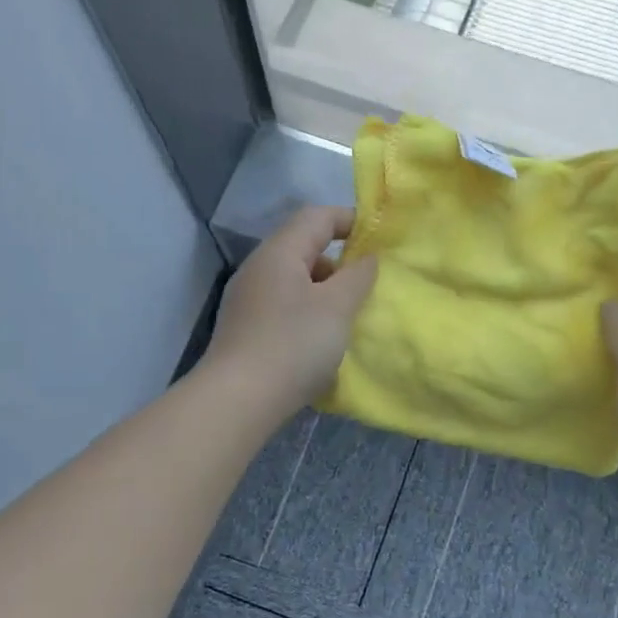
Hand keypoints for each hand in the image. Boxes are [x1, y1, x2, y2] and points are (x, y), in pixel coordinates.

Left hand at [205, 206, 378, 415]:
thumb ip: (358, 276)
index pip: (317, 217)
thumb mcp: (337, 307)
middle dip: (339, 261)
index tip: (380, 241)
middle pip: (304, 247)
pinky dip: (308, 312)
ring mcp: (248, 300)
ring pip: (295, 280)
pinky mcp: (245, 329)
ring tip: (348, 316)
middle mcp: (259, 269)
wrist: (238, 401)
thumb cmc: (293, 345)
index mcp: (279, 253)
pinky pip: (284, 306)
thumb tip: (367, 258)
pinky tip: (321, 340)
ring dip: (325, 291)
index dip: (350, 220)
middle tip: (367, 285)